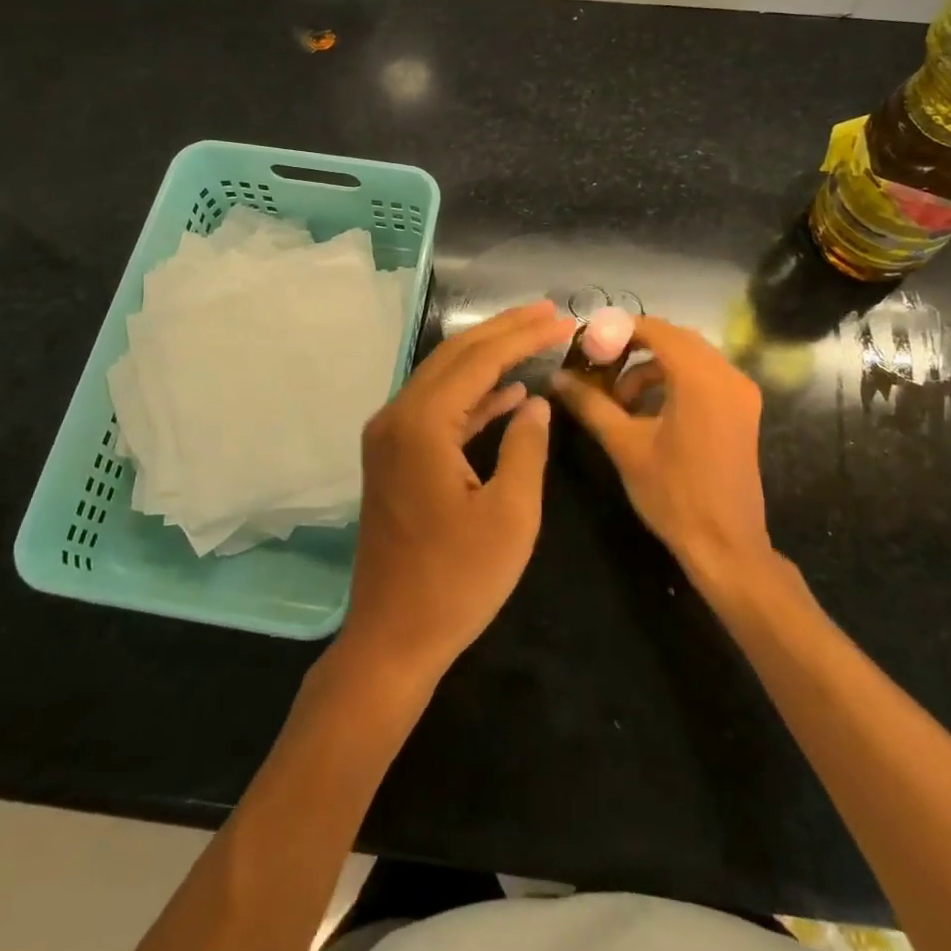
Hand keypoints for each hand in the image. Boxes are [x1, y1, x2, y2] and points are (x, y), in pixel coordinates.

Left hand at [340, 300, 576, 684]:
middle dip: (503, 331)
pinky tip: (508, 394)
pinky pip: (436, 410)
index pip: (478, 359)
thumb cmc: (456, 582)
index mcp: (422, 424)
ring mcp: (390, 436)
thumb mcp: (510, 516)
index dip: (522, 335)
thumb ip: (526, 448)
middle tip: (548, 313)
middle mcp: (397, 416)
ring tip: (534, 339)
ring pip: (444, 378)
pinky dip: (472, 397)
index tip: (561, 319)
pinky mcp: (394, 456)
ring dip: (488, 358)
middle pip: (455, 356)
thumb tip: (536, 403)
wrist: (392, 637)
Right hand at [551, 315, 770, 581]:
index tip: (588, 344)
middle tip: (598, 364)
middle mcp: (727, 375)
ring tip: (619, 397)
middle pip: (675, 339)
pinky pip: (704, 376)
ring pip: (690, 357)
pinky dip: (673, 381)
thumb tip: (557, 378)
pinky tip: (647, 409)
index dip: (619, 330)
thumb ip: (590, 404)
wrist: (726, 546)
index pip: (657, 330)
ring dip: (652, 366)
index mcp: (700, 379)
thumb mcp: (624, 445)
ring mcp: (740, 393)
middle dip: (634, 346)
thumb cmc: (673, 494)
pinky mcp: (743, 410)